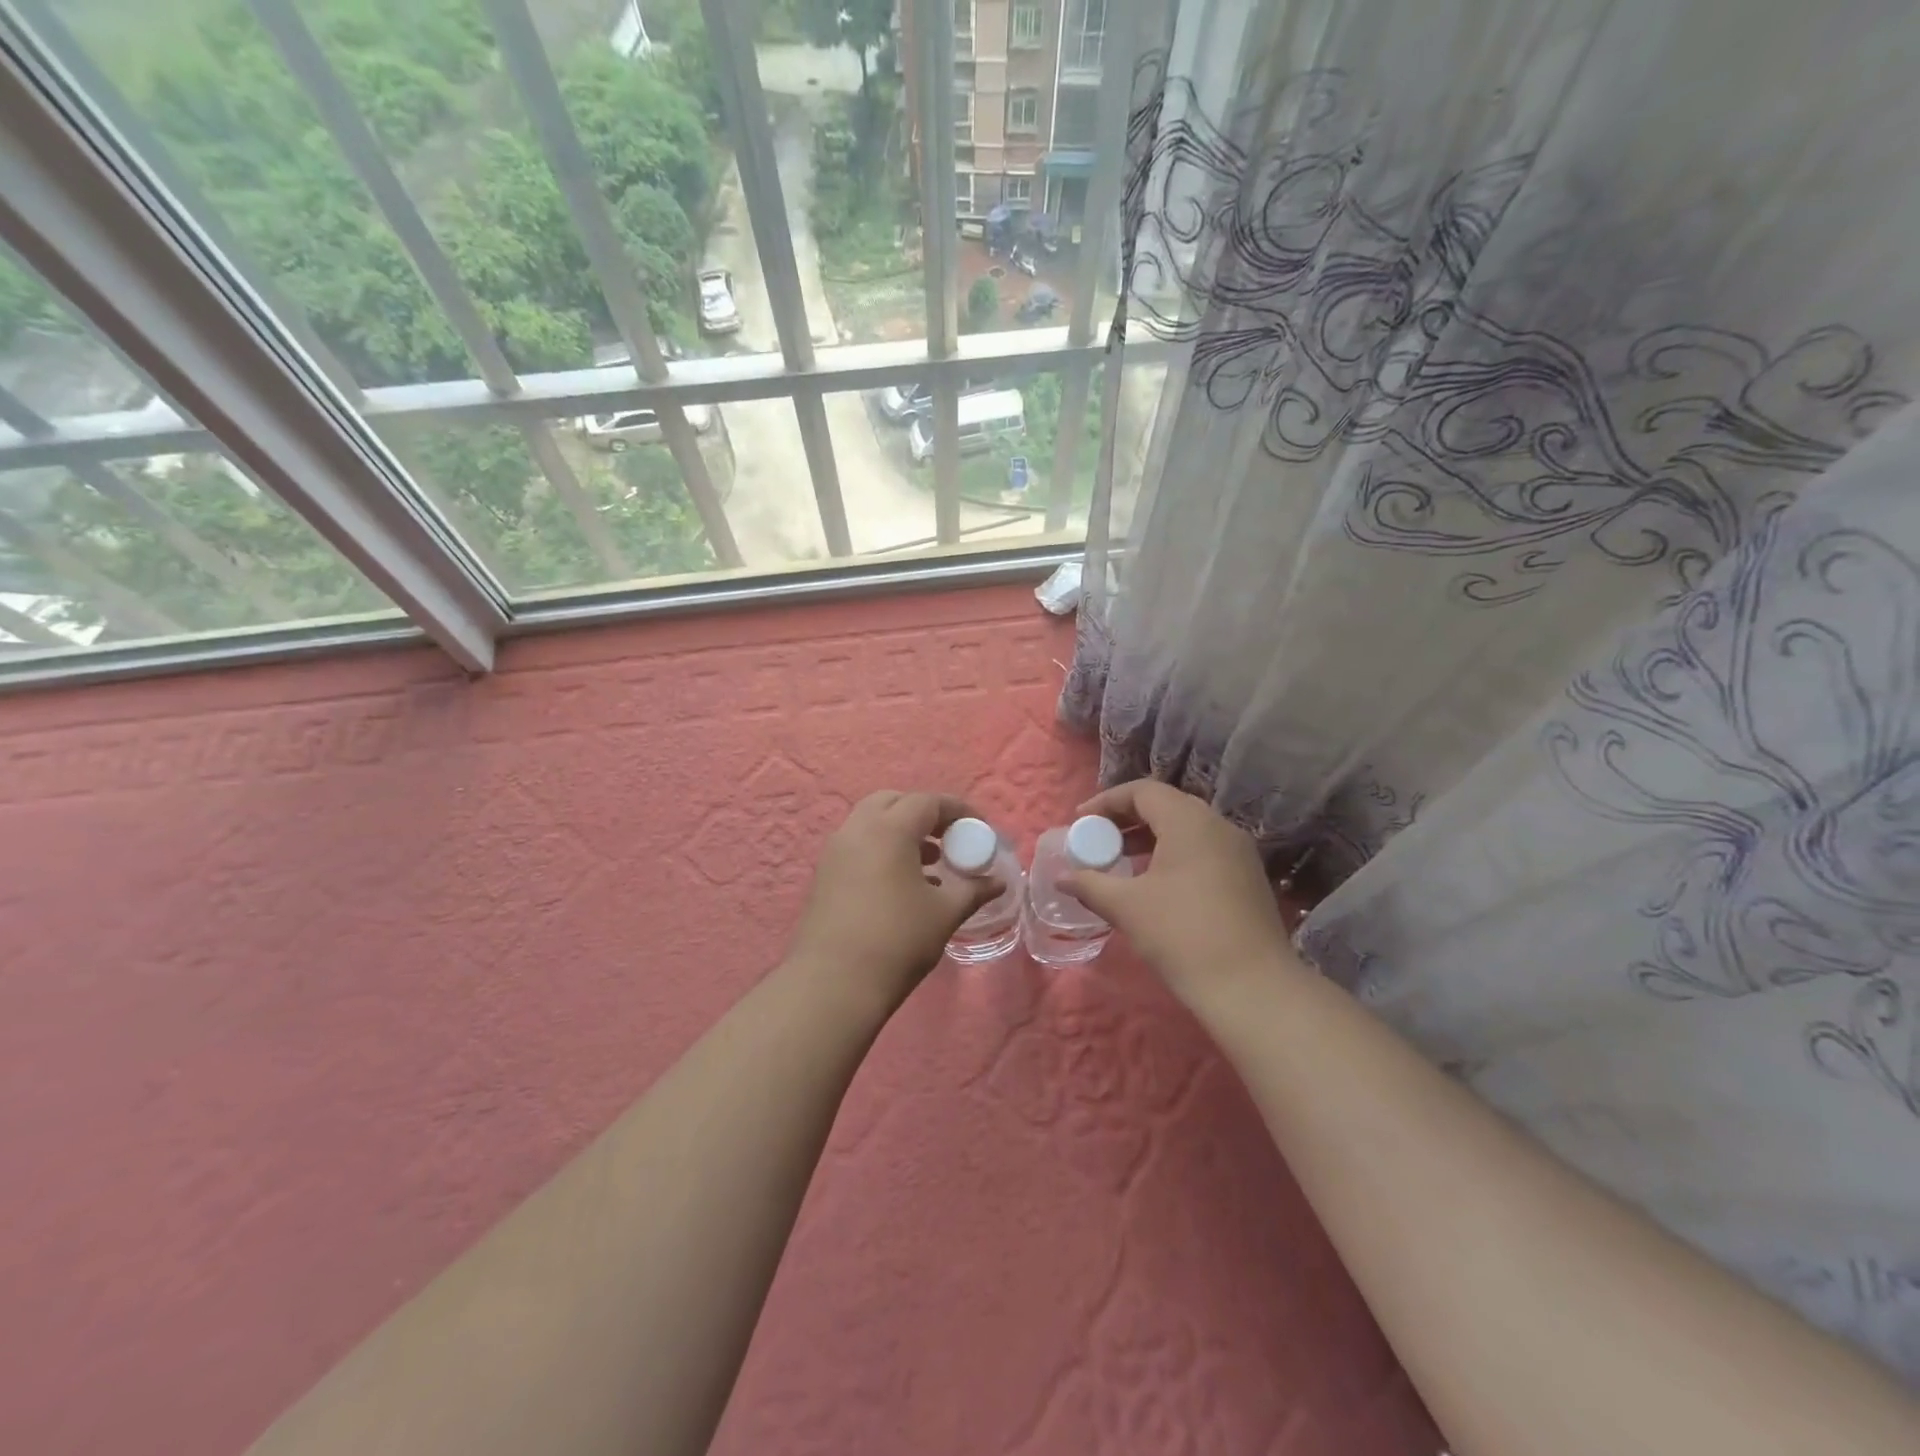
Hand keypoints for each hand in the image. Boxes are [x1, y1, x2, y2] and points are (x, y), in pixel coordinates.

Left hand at [789, 791, 1003, 1012]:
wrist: (832, 985)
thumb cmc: (897, 941)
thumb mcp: (944, 913)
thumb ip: (973, 890)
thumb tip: (997, 882)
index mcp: (888, 830)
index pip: (927, 802)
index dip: (958, 810)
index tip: (980, 828)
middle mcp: (857, 830)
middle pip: (893, 802)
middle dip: (924, 814)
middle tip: (950, 838)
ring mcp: (835, 852)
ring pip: (872, 823)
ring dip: (902, 832)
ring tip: (931, 864)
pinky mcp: (824, 875)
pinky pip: (858, 846)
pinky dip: (882, 850)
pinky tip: (903, 884)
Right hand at [1062, 779, 1298, 1005]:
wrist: (1253, 989)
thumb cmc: (1182, 935)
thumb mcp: (1127, 907)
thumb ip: (1090, 884)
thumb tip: (1063, 878)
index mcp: (1189, 821)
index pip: (1142, 791)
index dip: (1106, 801)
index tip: (1079, 821)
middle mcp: (1217, 825)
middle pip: (1165, 805)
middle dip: (1127, 818)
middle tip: (1098, 840)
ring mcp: (1238, 851)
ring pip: (1186, 829)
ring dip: (1149, 838)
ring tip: (1120, 862)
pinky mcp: (1247, 877)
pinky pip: (1203, 849)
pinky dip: (1173, 854)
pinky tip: (1155, 884)